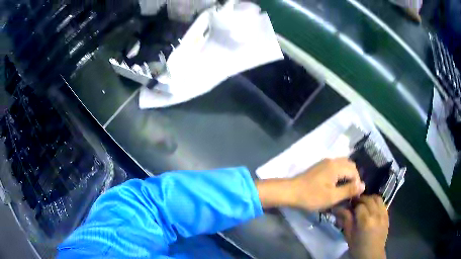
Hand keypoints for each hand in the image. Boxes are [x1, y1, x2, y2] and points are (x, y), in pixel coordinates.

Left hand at [256, 158, 364, 210]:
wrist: (290, 191)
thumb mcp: (332, 197)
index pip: (354, 171)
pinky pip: (335, 167)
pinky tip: (335, 185)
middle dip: (353, 178)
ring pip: (343, 165)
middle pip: (350, 165)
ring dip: (346, 176)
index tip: (353, 196)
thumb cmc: (311, 196)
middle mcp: (332, 160)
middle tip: (349, 192)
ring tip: (343, 190)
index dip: (356, 183)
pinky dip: (340, 174)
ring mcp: (325, 162)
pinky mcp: (320, 166)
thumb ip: (349, 190)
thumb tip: (364, 185)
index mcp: (336, 166)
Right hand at [336, 195, 388, 258]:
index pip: (359, 205)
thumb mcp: (349, 236)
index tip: (348, 206)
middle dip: (361, 199)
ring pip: (377, 198)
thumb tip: (339, 208)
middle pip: (369, 199)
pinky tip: (372, 209)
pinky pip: (382, 204)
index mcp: (365, 221)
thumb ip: (346, 220)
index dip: (353, 204)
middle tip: (354, 204)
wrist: (372, 254)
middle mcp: (376, 214)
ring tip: (364, 204)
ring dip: (370, 199)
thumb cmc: (358, 247)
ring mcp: (383, 214)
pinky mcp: (387, 216)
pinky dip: (376, 203)